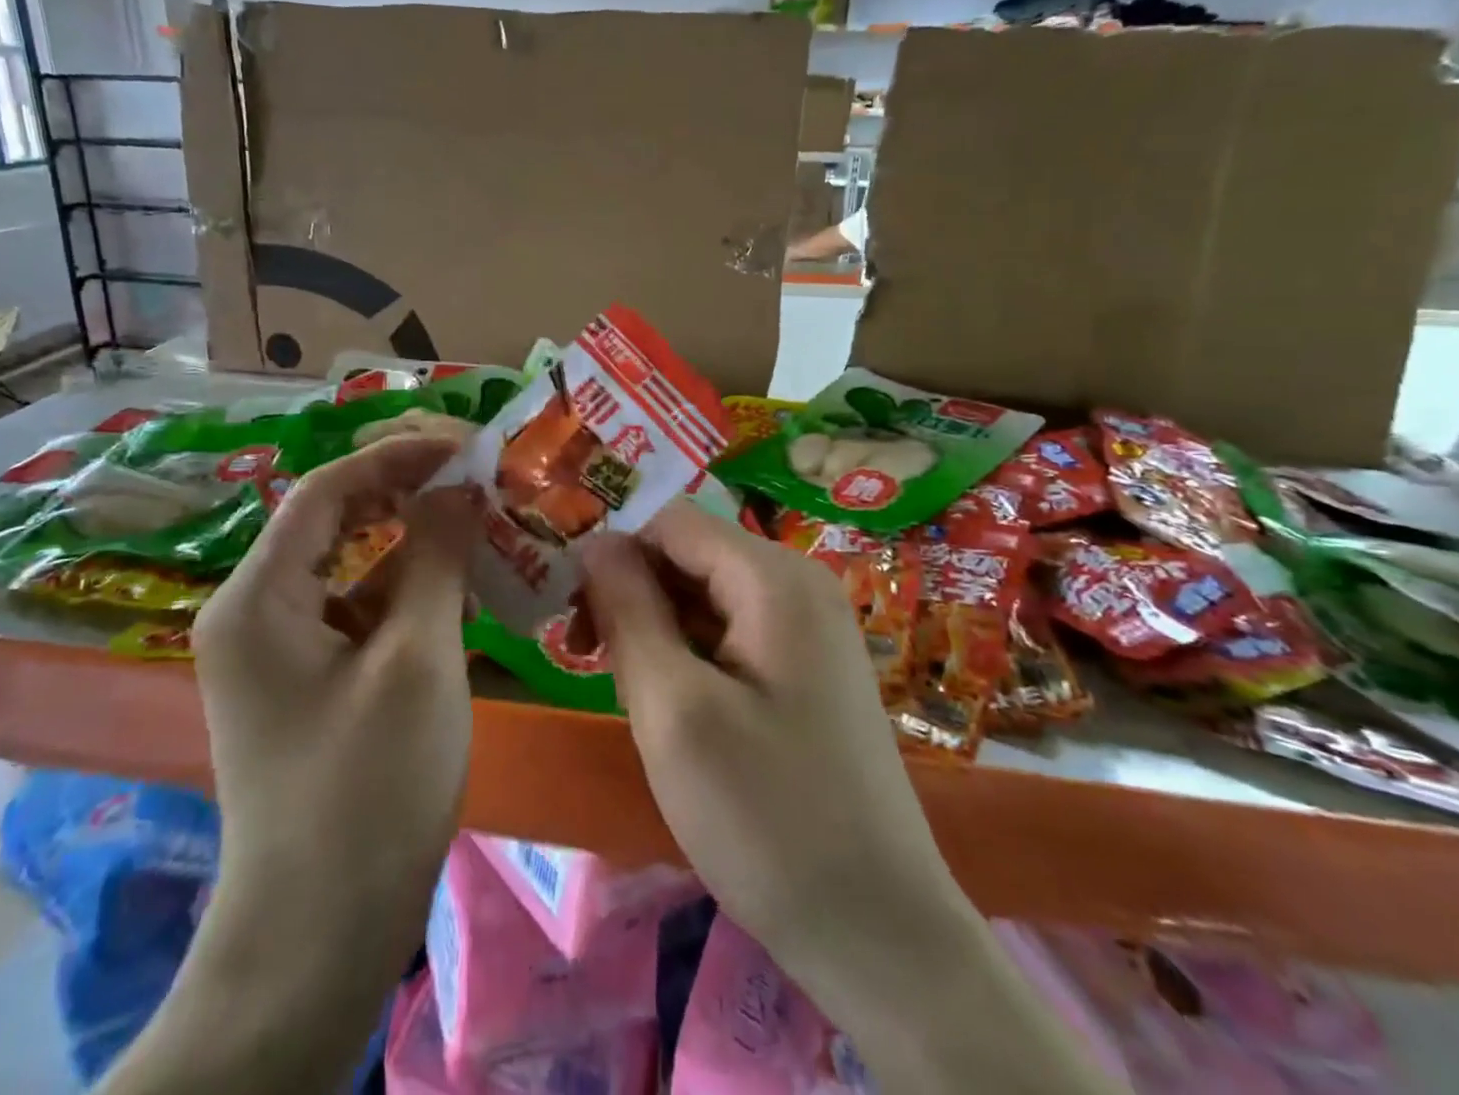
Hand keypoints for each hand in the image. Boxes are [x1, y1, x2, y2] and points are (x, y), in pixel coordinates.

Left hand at [180, 437, 473, 1073]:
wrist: (320, 936)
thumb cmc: (369, 788)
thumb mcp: (418, 657)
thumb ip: (437, 556)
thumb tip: (459, 483)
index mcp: (259, 596)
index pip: (326, 489)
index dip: (396, 455)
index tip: (463, 442)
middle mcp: (255, 610)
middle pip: (332, 520)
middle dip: (403, 490)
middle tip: (473, 472)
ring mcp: (278, 648)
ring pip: (349, 565)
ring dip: (410, 539)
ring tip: (476, 516)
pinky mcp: (307, 680)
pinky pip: (356, 608)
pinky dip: (404, 587)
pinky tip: (457, 582)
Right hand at [578, 505, 954, 966]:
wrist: (881, 935)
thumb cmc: (766, 817)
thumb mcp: (673, 708)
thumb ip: (628, 609)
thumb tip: (595, 541)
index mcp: (773, 578)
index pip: (670, 523)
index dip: (615, 557)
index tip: (576, 619)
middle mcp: (799, 584)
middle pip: (690, 556)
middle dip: (635, 595)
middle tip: (592, 662)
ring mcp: (811, 627)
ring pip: (707, 595)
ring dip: (659, 629)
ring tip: (633, 695)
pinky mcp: (810, 667)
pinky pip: (733, 632)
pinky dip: (692, 654)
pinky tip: (678, 709)